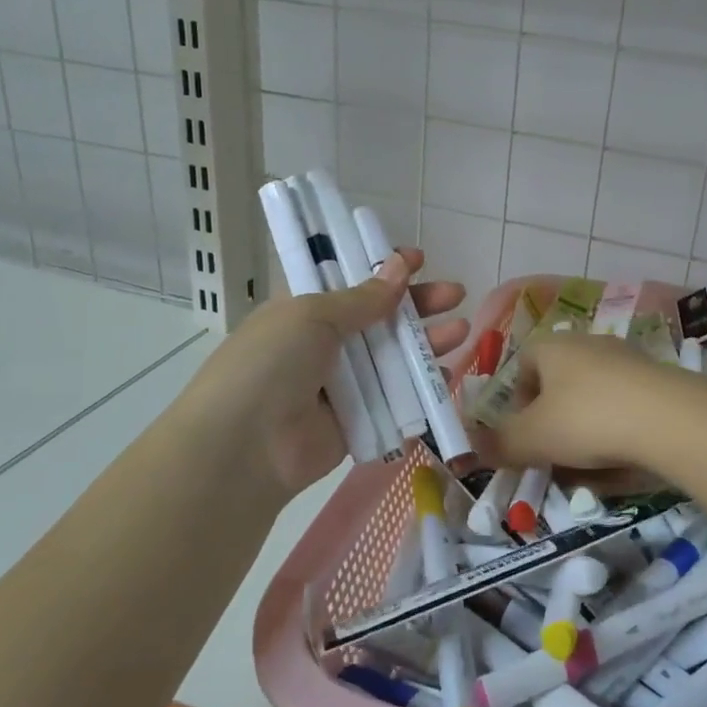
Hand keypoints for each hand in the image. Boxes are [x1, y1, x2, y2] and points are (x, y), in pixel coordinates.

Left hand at [181, 249, 466, 494]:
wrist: (244, 447)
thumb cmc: (271, 363)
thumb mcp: (312, 315)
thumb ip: (362, 298)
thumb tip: (400, 267)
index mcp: (304, 310)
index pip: (349, 280)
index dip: (382, 267)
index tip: (418, 259)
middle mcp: (323, 344)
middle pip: (380, 317)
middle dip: (418, 304)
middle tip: (456, 293)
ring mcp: (341, 384)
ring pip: (393, 357)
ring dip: (427, 342)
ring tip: (462, 330)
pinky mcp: (357, 421)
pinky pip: (396, 399)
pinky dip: (422, 387)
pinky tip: (447, 374)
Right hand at [474, 331, 689, 479]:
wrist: (669, 420)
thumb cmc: (586, 419)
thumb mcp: (532, 438)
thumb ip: (499, 444)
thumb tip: (470, 449)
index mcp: (552, 346)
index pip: (522, 365)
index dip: (516, 402)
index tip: (522, 436)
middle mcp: (588, 344)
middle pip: (558, 385)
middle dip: (552, 424)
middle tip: (552, 457)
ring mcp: (626, 360)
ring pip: (592, 400)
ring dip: (584, 433)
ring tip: (588, 468)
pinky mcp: (656, 382)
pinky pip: (624, 409)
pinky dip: (616, 434)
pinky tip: (621, 462)